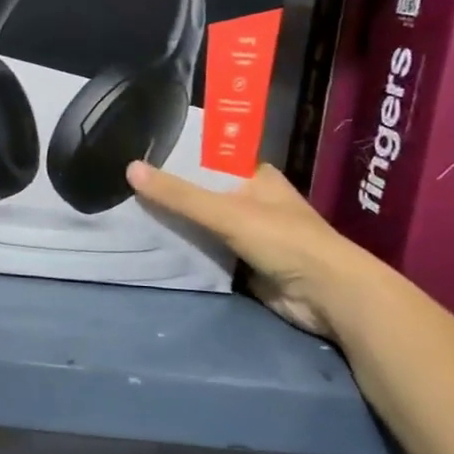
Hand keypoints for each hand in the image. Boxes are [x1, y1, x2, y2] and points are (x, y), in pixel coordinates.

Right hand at [125, 161, 378, 338]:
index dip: (177, 157)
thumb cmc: (285, 240)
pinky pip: (206, 252)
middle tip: (124, 187)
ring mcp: (249, 234)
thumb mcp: (227, 212)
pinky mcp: (244, 264)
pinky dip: (185, 250)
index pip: (208, 159)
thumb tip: (130, 168)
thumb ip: (179, 195)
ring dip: (176, 224)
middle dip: (170, 193)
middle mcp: (251, 200)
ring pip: (202, 224)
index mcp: (255, 176)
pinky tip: (153, 245)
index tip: (139, 155)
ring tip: (129, 213)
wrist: (329, 297)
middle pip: (201, 192)